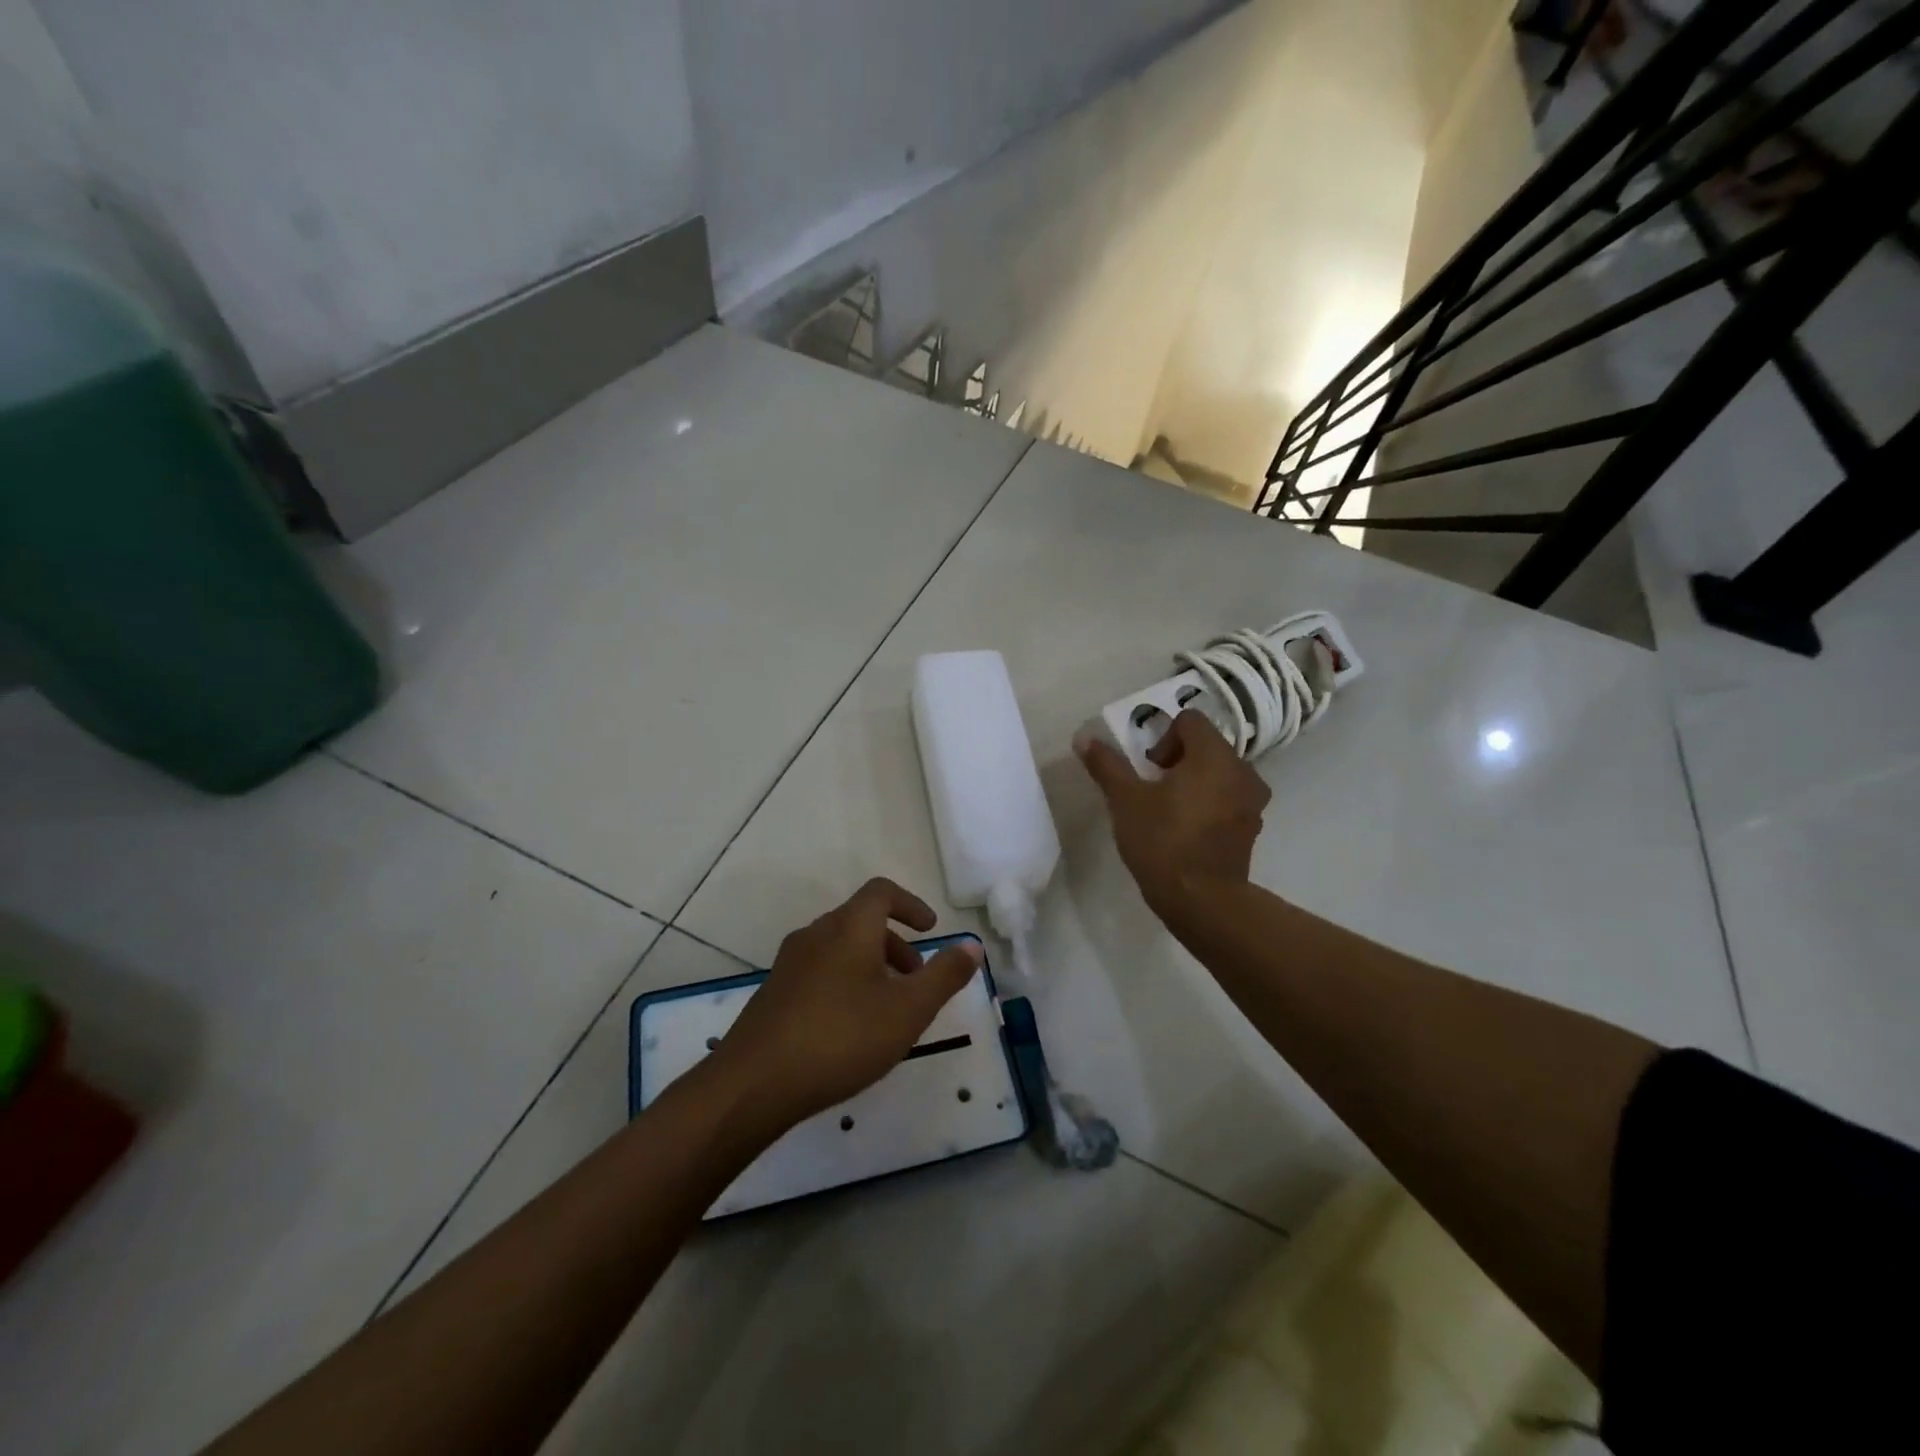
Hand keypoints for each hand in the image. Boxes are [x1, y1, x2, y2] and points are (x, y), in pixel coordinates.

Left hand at [713, 878, 981, 1129]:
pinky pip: (819, 971)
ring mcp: (790, 963)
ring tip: (887, 1010)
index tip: (931, 931)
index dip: (911, 904)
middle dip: (895, 944)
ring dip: (871, 965)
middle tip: (916, 981)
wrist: (754, 1083)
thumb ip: (944, 975)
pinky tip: (849, 1029)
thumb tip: (972, 944)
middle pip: (861, 921)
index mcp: (849, 927)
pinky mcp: (774, 993)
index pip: (882, 892)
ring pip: (840, 948)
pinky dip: (845, 982)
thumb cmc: (841, 1037)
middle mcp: (816, 934)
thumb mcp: (908, 1010)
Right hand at [1076, 710, 1270, 924]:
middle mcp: (1242, 771)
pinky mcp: (1251, 828)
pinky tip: (1187, 830)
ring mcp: (1252, 802)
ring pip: (1218, 774)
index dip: (1163, 737)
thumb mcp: (1125, 800)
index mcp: (1214, 756)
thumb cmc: (1163, 841)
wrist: (1201, 901)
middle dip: (1177, 760)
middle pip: (1206, 746)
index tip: (1149, 769)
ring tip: (1169, 811)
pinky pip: (1228, 799)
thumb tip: (1084, 737)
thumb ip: (1107, 765)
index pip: (1190, 721)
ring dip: (1194, 782)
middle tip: (1153, 790)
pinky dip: (1209, 804)